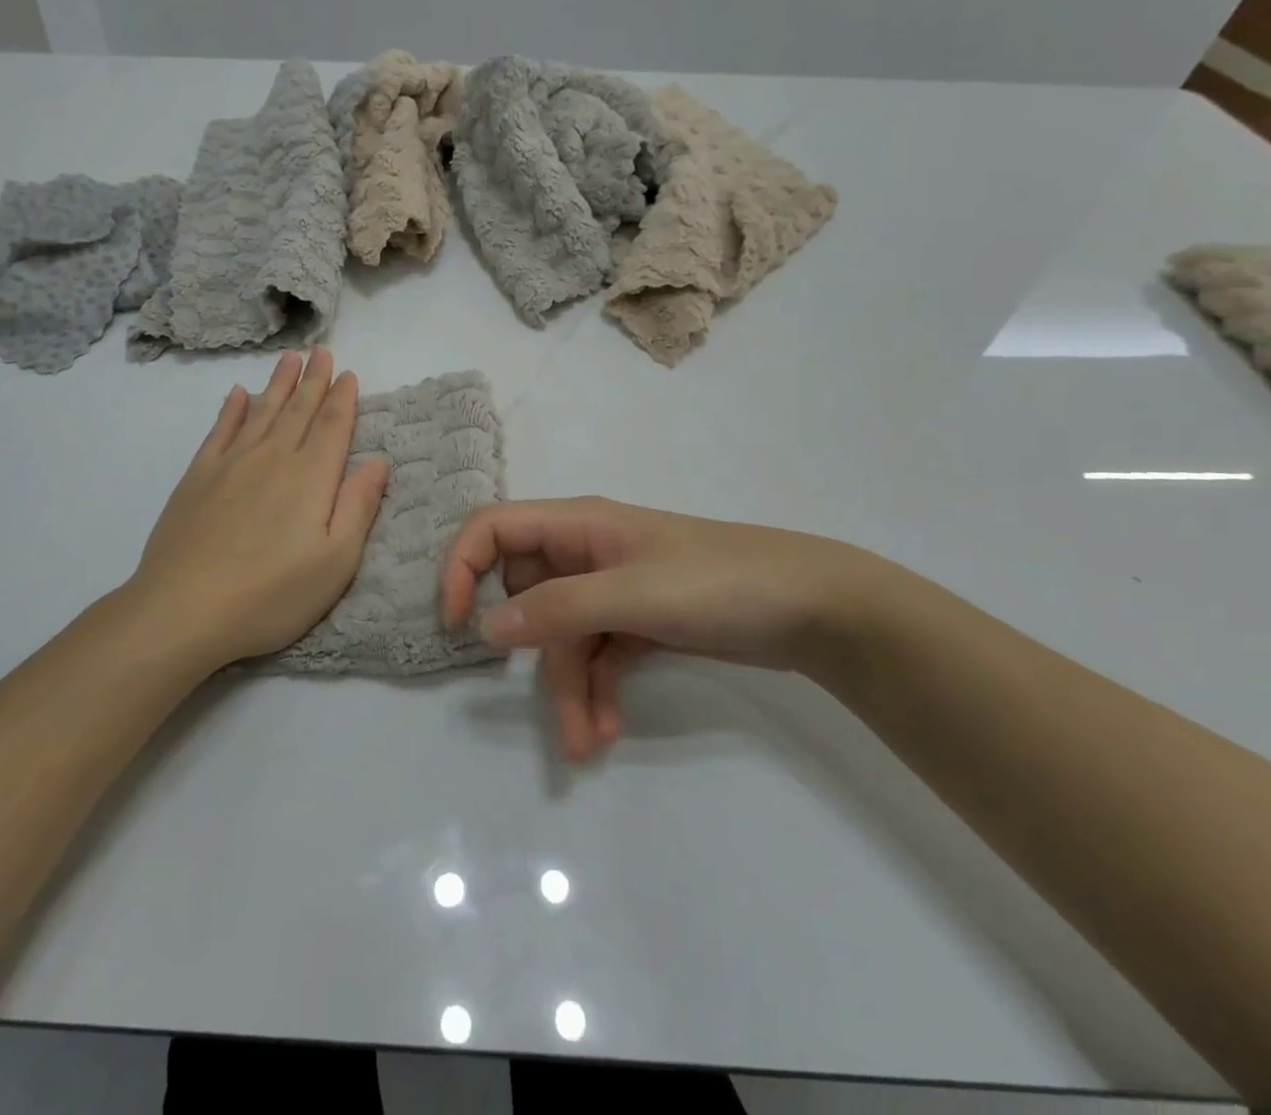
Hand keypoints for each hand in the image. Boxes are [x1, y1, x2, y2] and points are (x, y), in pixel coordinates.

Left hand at [128, 347, 390, 669]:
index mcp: (310, 478)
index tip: (349, 374)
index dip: (343, 399)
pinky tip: (238, 394)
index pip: (332, 427)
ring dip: (278, 384)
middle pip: (298, 410)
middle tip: (321, 352)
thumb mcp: (335, 562)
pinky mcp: (197, 479)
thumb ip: (359, 506)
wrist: (183, 611)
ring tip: (289, 359)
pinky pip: (219, 431)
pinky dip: (232, 409)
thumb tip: (378, 460)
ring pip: (261, 412)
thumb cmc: (271, 595)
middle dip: (313, 380)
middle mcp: (272, 459)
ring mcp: (230, 465)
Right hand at [440, 497, 898, 760]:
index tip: (454, 621)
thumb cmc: (719, 582)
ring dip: (569, 689)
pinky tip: (609, 730)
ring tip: (587, 745)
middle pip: (529, 597)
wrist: (816, 608)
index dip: (462, 566)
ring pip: (565, 637)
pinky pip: (599, 655)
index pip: (494, 528)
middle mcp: (587, 553)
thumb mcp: (632, 594)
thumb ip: (557, 609)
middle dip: (534, 655)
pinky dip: (598, 691)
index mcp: (578, 526)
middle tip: (551, 708)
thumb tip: (485, 627)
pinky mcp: (641, 622)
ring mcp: (615, 589)